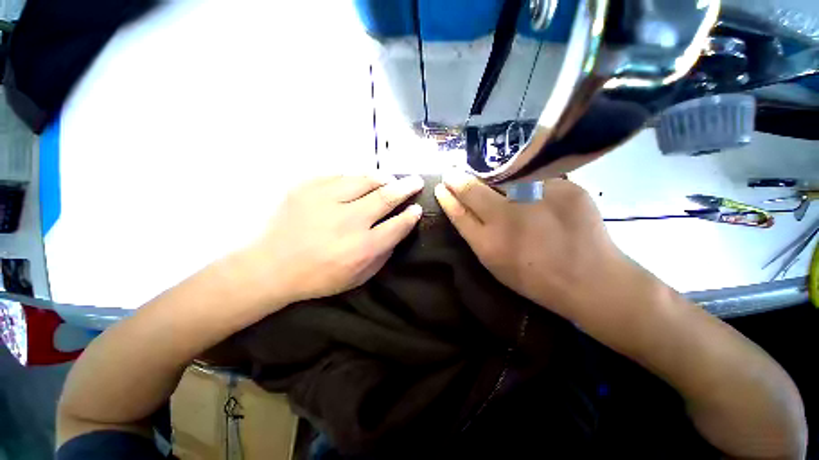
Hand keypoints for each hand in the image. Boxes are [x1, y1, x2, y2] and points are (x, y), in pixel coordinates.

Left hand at [242, 175, 423, 307]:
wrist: (270, 267)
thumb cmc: (319, 277)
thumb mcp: (358, 277)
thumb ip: (382, 255)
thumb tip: (397, 231)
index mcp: (362, 248)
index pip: (398, 225)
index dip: (411, 215)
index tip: (417, 208)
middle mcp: (348, 221)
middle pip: (385, 197)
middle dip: (405, 188)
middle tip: (416, 182)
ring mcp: (326, 201)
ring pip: (364, 180)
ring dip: (382, 178)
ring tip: (390, 179)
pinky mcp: (307, 188)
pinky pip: (340, 175)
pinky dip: (355, 178)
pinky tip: (359, 182)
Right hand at [434, 170, 634, 320]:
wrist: (589, 279)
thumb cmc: (536, 277)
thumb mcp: (496, 263)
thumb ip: (478, 235)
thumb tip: (468, 209)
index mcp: (488, 242)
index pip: (458, 213)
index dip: (447, 198)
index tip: (441, 187)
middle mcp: (507, 217)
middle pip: (473, 191)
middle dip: (458, 180)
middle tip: (451, 172)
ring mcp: (535, 198)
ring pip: (503, 178)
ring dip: (492, 178)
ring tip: (492, 180)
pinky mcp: (563, 187)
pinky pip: (536, 179)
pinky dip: (529, 183)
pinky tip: (534, 193)